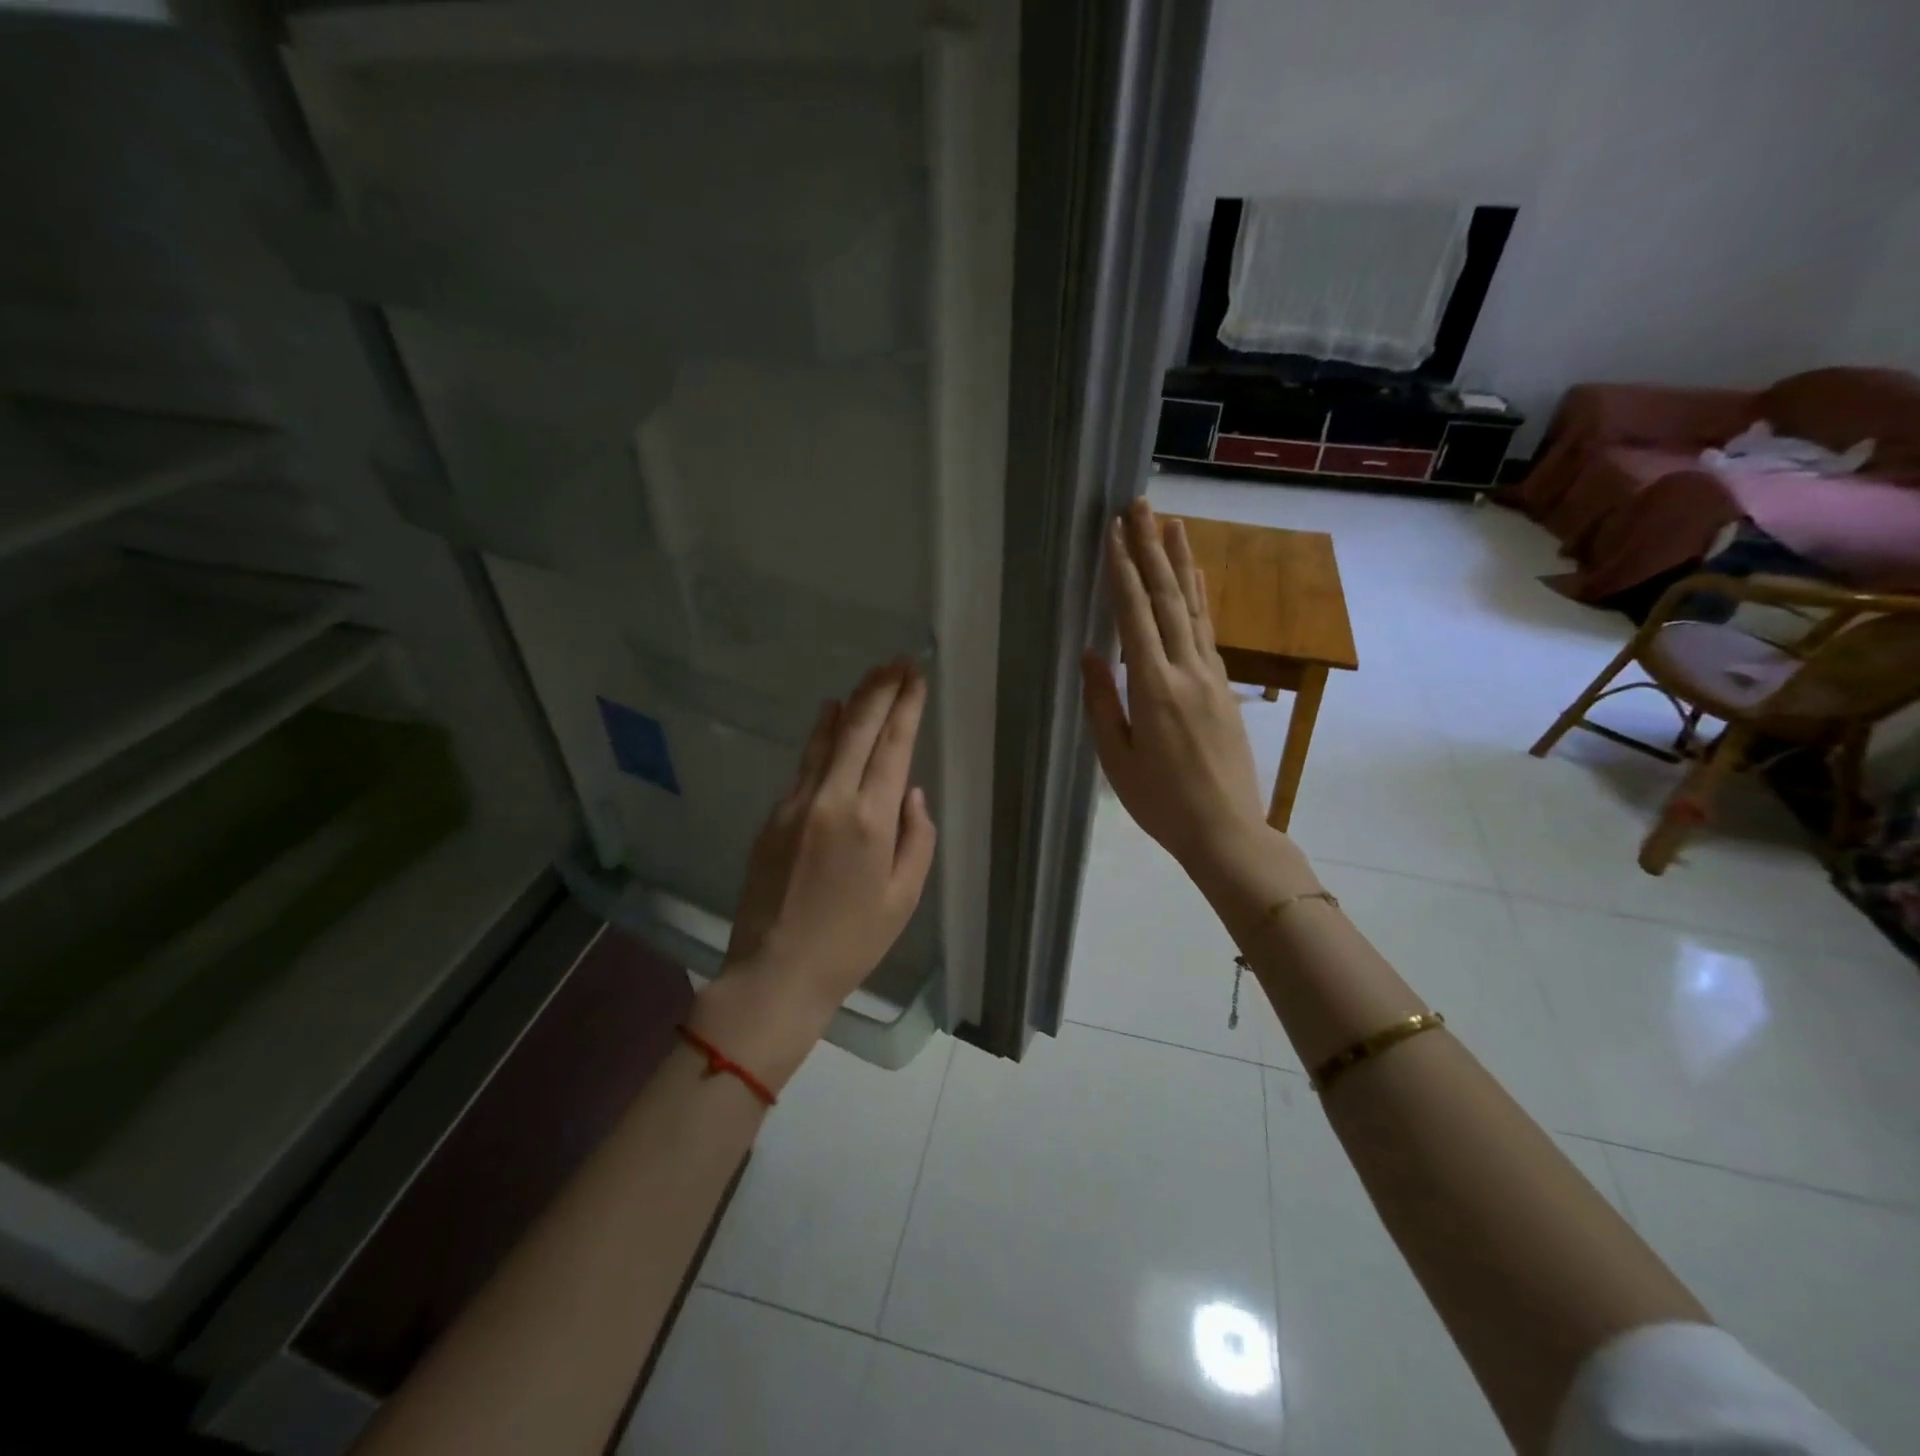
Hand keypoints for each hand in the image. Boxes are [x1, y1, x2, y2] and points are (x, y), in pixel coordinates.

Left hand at [693, 660, 938, 1089]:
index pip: (894, 746)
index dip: (906, 707)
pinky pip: (805, 764)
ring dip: (851, 704)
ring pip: (827, 739)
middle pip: (859, 729)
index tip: (915, 675)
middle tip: (896, 662)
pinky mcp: (773, 815)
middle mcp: (832, 799)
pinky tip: (830, 718)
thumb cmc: (852, 942)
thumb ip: (916, 837)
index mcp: (871, 820)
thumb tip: (911, 793)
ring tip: (869, 678)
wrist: (776, 971)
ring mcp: (796, 804)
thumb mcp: (904, 897)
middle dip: (880, 690)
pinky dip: (822, 735)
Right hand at [1082, 500, 1276, 878]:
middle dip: (1151, 549)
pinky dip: (1202, 598)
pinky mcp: (1225, 687)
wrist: (1226, 830)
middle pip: (1169, 598)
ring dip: (1182, 563)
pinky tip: (1198, 579)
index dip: (1122, 572)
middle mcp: (1187, 671)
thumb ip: (1102, 701)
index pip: (1135, 616)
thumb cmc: (1160, 802)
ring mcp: (1212, 676)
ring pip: (1196, 608)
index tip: (1113, 533)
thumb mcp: (1117, 758)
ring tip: (1173, 524)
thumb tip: (1090, 652)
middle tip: (1141, 506)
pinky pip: (1210, 631)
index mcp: (1153, 689)